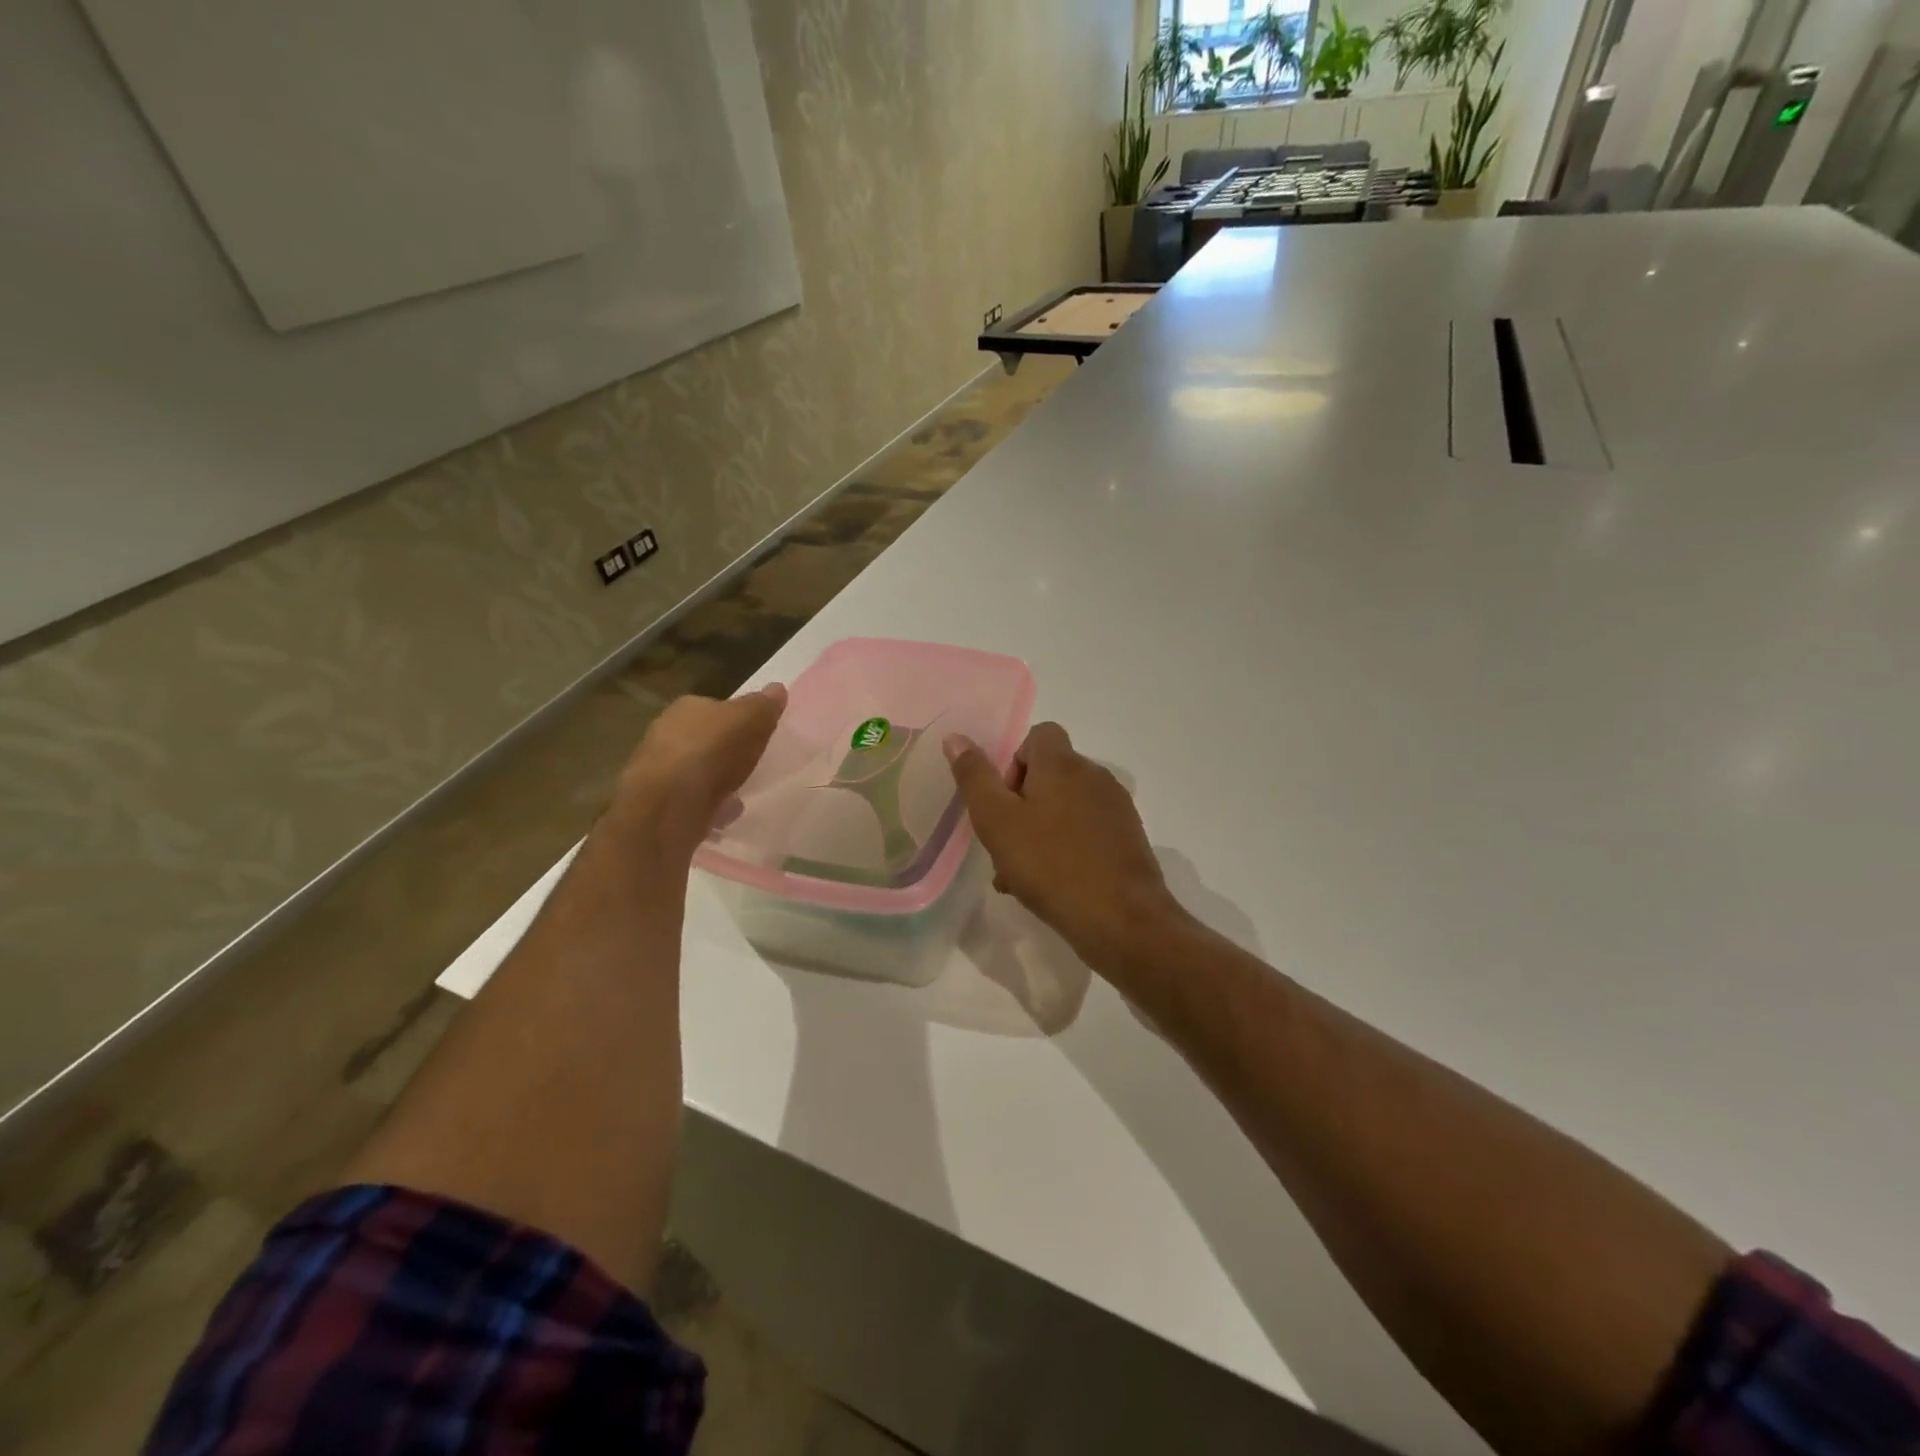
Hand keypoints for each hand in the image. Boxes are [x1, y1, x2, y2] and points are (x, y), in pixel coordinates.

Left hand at [610, 685, 786, 859]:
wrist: (669, 804)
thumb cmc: (711, 751)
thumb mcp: (750, 719)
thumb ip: (764, 706)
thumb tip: (777, 688)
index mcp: (687, 707)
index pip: (715, 707)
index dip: (736, 718)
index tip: (755, 733)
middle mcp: (667, 732)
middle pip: (704, 737)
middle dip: (723, 748)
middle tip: (748, 761)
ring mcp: (661, 769)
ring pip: (696, 768)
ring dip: (715, 777)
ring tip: (739, 789)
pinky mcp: (662, 803)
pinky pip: (693, 798)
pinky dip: (708, 802)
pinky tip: (725, 812)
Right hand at [944, 722, 1184, 974]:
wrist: (1121, 919)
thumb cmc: (1050, 865)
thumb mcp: (997, 822)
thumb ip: (975, 778)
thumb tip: (956, 737)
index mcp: (1063, 764)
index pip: (1039, 734)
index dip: (1014, 761)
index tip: (1002, 801)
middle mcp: (1094, 776)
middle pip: (1050, 774)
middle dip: (1021, 804)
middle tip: (1004, 845)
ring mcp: (1116, 808)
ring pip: (1065, 807)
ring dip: (1039, 830)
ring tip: (1019, 875)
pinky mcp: (1128, 838)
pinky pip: (1086, 831)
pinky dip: (1065, 847)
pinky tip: (1050, 885)